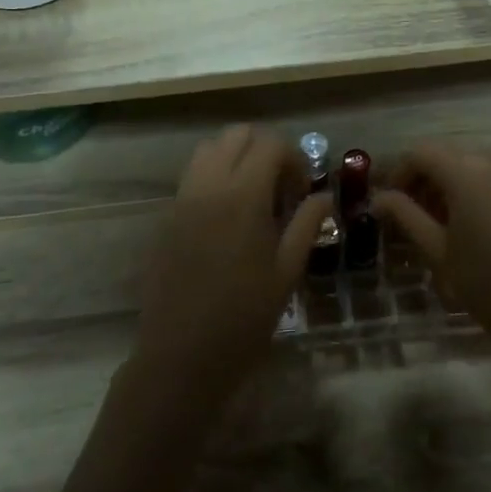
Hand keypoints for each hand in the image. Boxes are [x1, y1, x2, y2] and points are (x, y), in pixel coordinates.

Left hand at [132, 126, 330, 405]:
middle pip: (236, 135)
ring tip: (253, 196)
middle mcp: (208, 186)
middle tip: (280, 186)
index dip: (293, 158)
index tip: (302, 189)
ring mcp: (182, 199)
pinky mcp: (166, 217)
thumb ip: (307, 224)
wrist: (180, 356)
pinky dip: (213, 176)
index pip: (270, 144)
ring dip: (235, 158)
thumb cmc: (243, 318)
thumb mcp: (287, 272)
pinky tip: (227, 215)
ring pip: (209, 149)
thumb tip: (324, 195)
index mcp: (243, 196)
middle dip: (264, 149)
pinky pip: (191, 175)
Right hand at [373, 142, 490, 359]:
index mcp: (468, 173)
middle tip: (416, 214)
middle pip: (451, 156)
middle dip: (428, 178)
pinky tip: (484, 221)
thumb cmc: (489, 285)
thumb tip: (379, 198)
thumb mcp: (439, 252)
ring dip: (457, 182)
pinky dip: (486, 188)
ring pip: (479, 164)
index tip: (391, 201)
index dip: (400, 172)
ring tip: (450, 220)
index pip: (422, 153)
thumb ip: (406, 216)